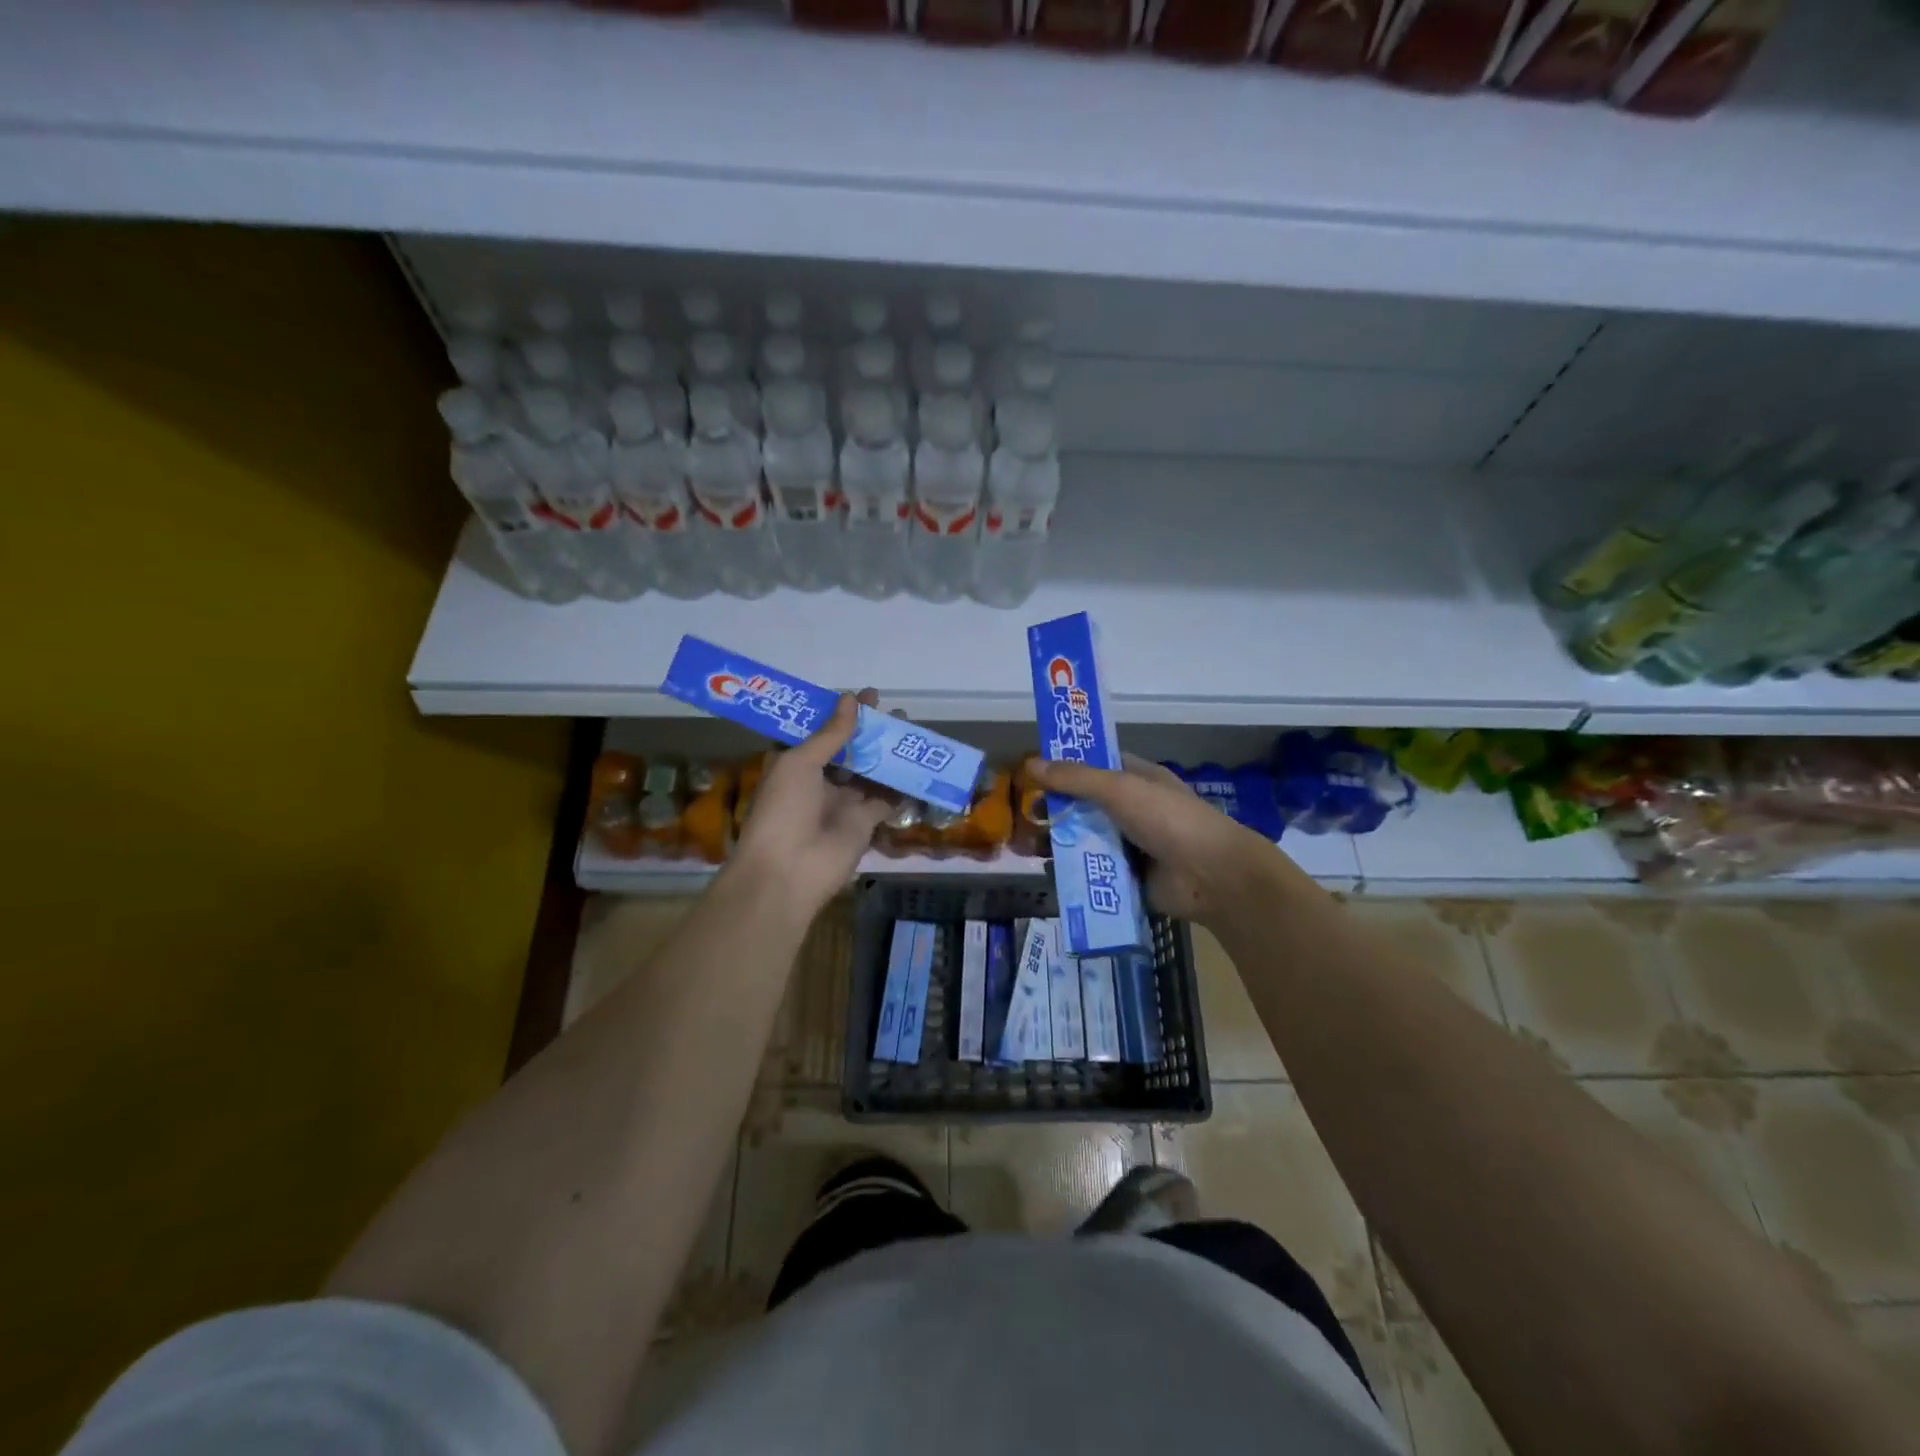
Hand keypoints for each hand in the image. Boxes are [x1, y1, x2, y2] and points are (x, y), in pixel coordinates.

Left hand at [731, 689, 894, 918]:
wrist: (788, 870)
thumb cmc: (783, 809)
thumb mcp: (799, 763)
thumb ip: (829, 734)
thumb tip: (850, 699)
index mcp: (796, 764)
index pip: (823, 732)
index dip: (843, 714)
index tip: (867, 696)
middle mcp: (820, 781)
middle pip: (851, 750)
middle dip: (872, 731)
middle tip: (897, 712)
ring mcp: (843, 803)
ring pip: (871, 771)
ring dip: (889, 753)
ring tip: (911, 730)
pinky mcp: (865, 823)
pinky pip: (887, 799)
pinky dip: (903, 785)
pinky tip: (919, 764)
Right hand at [1031, 753, 1307, 926]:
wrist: (1211, 876)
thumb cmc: (1168, 819)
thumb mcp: (1119, 789)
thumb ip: (1075, 778)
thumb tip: (1031, 763)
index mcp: (1138, 780)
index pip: (1096, 767)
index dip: (1065, 768)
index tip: (1032, 773)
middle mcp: (1133, 809)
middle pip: (1085, 806)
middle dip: (1054, 810)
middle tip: (1024, 816)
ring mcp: (1131, 845)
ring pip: (1085, 840)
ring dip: (1057, 843)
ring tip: (1027, 848)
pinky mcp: (1128, 877)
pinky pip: (1093, 871)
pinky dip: (1072, 872)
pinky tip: (1048, 873)